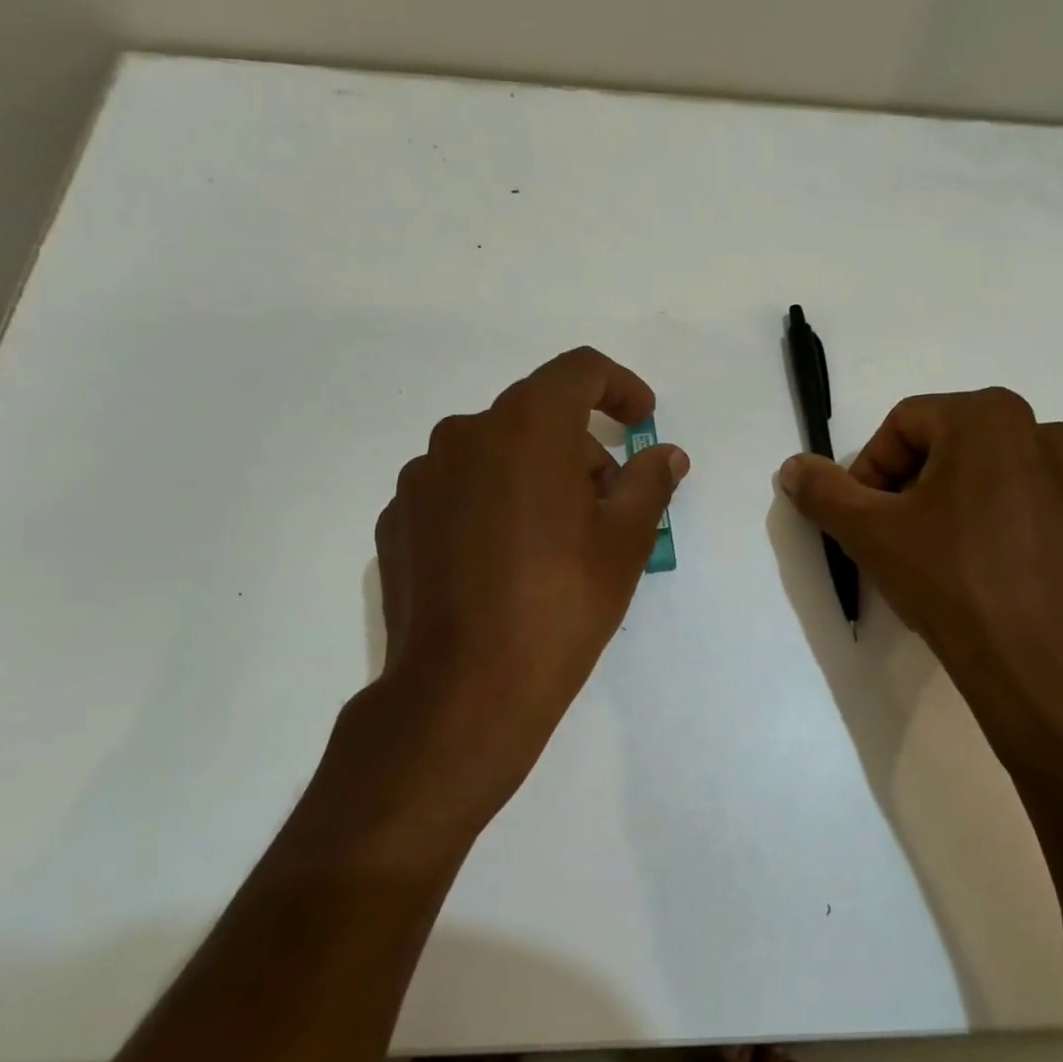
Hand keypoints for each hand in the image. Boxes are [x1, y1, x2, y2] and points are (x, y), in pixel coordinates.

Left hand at [339, 348, 688, 844]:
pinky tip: (504, 562)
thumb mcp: (625, 541)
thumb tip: (665, 454)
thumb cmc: (561, 604)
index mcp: (524, 426)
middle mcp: (463, 434)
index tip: (642, 422)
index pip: (579, 370)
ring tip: (556, 540)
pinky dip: (490, 505)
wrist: (465, 690)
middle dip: (580, 448)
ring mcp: (421, 478)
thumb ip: (650, 481)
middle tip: (608, 505)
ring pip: (494, 454)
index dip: (620, 387)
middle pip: (536, 416)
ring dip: (533, 476)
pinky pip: (457, 491)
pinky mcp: (397, 520)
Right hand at [779, 389, 1062, 786]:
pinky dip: (1008, 524)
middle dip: (914, 484)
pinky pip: (1037, 507)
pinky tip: (992, 571)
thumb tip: (793, 467)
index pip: (904, 424)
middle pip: (952, 444)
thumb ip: (824, 491)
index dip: (870, 468)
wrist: (1039, 666)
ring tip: (945, 553)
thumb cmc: (949, 581)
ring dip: (962, 501)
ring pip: (997, 474)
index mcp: (988, 418)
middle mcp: (1044, 432)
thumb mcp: (869, 534)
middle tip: (897, 535)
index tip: (863, 517)